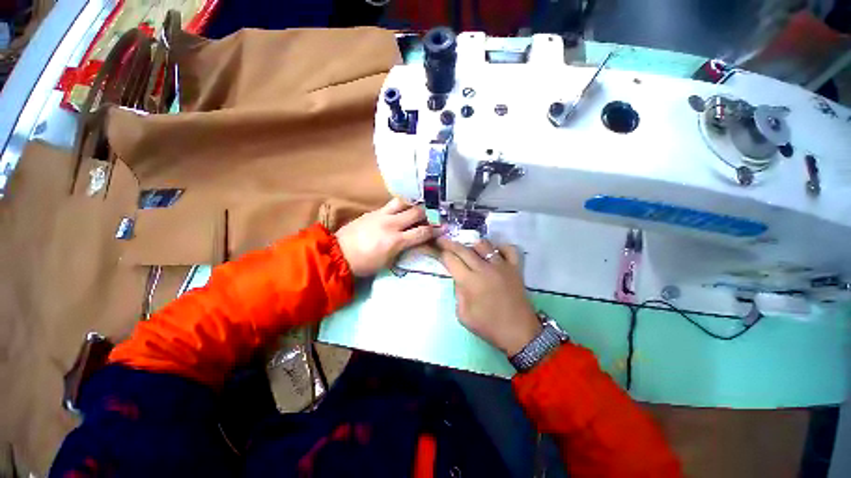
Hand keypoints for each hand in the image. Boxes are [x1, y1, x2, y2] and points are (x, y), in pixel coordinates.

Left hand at [336, 198, 440, 276]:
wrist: (338, 253)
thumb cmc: (364, 264)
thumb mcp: (387, 262)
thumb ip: (403, 249)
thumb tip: (416, 242)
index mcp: (395, 241)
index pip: (421, 232)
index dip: (435, 230)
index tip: (443, 228)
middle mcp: (391, 224)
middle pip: (416, 213)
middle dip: (428, 214)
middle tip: (435, 215)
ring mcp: (381, 215)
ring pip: (403, 203)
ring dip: (414, 205)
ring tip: (419, 208)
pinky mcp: (373, 211)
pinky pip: (391, 204)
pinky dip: (401, 205)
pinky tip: (404, 208)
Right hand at [437, 238, 541, 355]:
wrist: (519, 333)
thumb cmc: (489, 326)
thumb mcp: (463, 315)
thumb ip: (458, 293)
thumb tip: (459, 278)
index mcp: (470, 281)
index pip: (451, 260)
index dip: (441, 253)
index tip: (436, 249)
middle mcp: (484, 269)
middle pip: (463, 249)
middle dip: (449, 243)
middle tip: (442, 240)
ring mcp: (501, 266)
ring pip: (484, 245)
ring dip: (472, 245)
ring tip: (468, 249)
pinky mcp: (515, 268)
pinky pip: (509, 249)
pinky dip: (500, 247)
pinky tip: (494, 252)